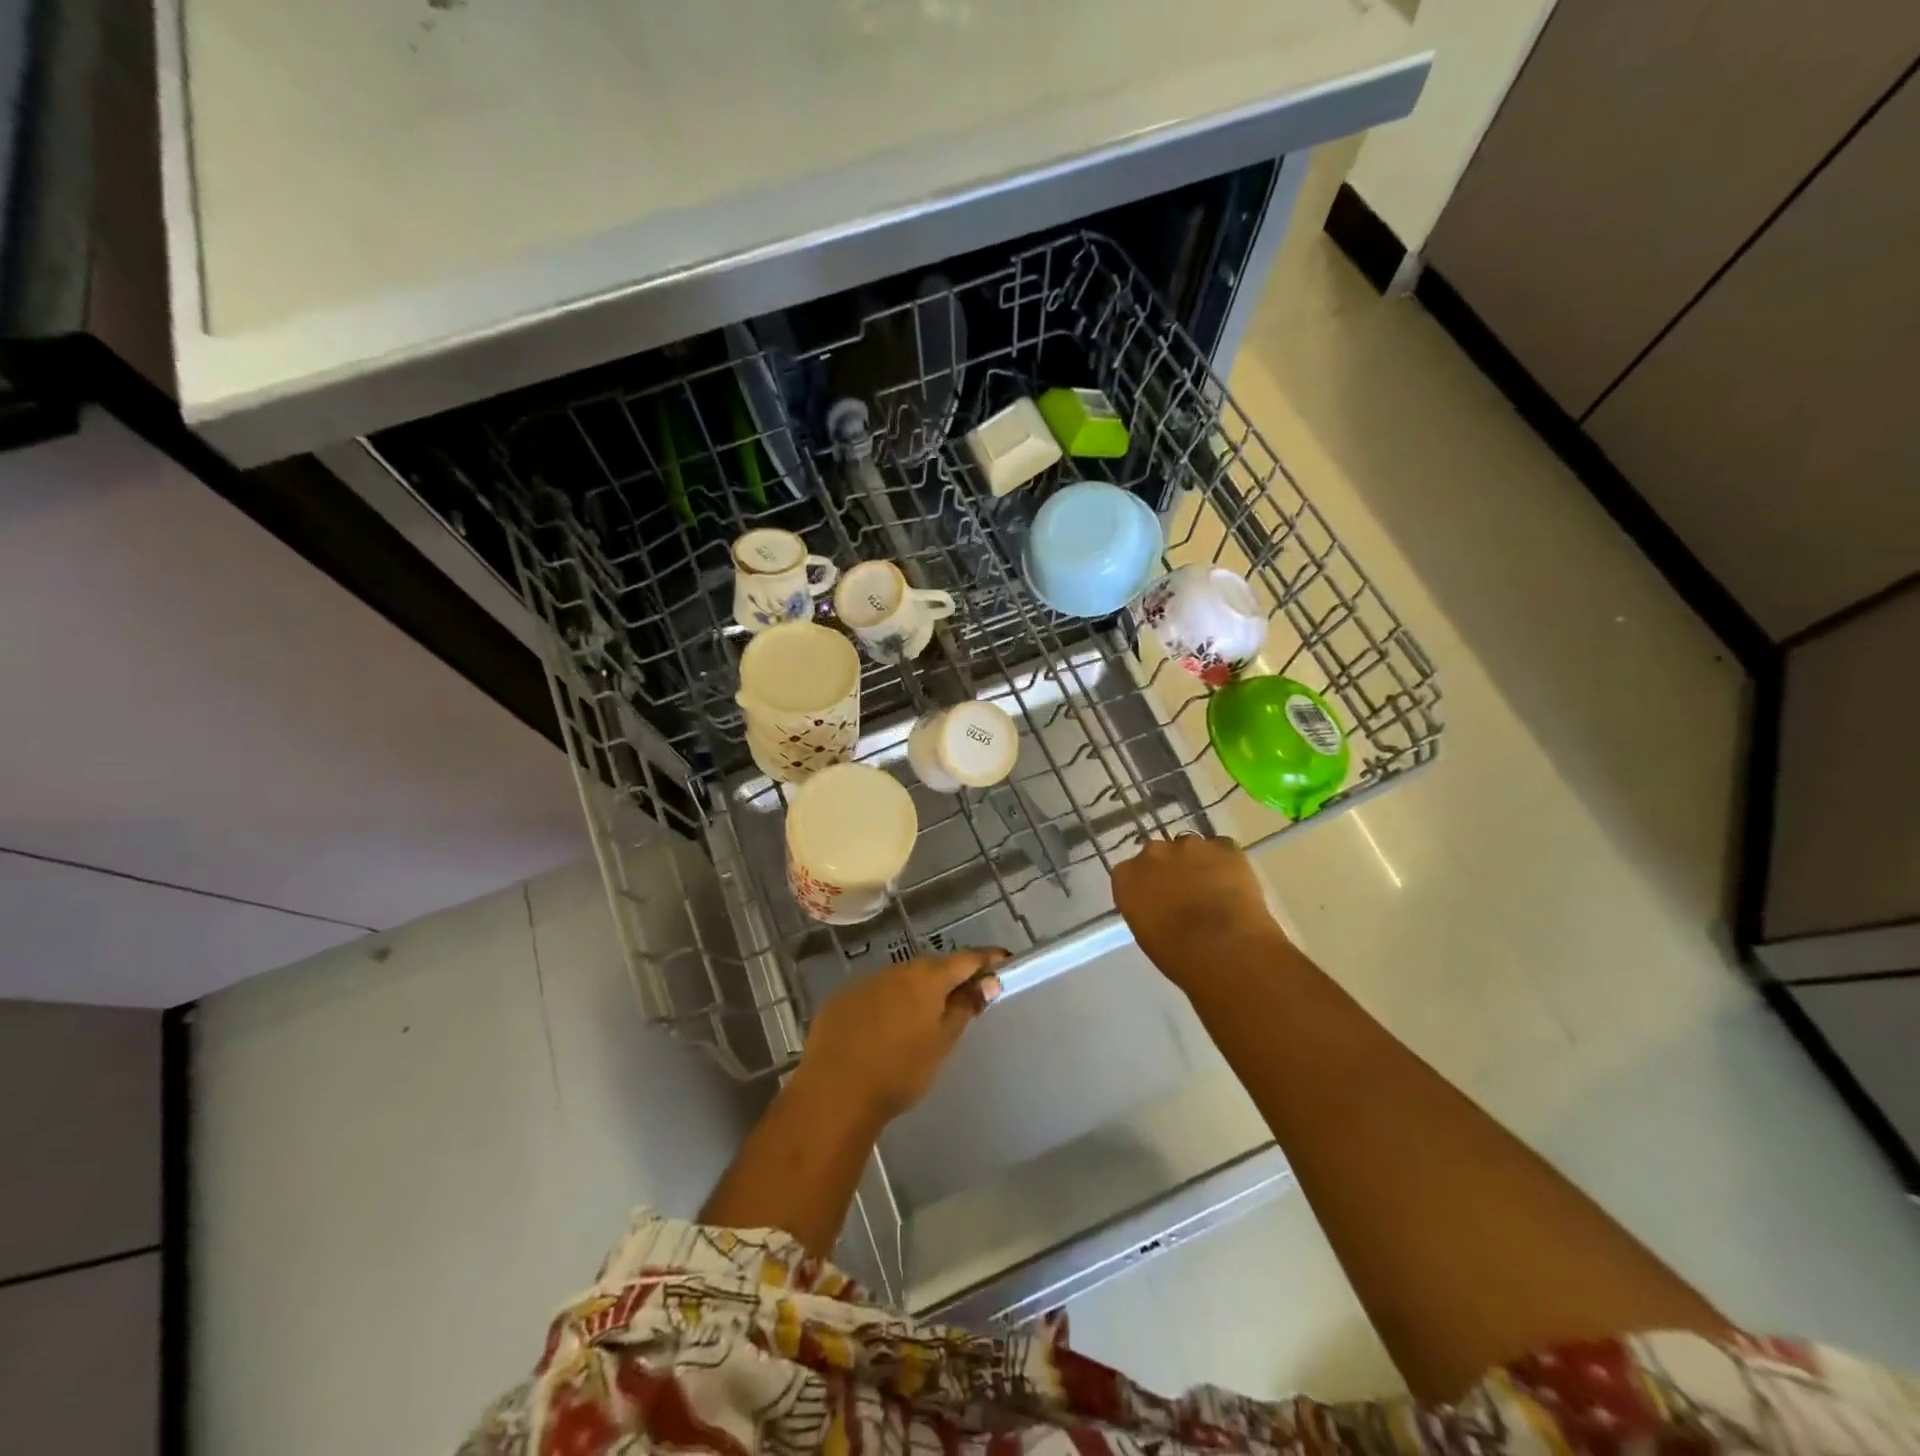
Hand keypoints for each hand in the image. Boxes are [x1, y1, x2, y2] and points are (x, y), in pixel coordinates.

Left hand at [793, 948, 1006, 1124]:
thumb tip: (987, 982)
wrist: (835, 1092)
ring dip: (915, 992)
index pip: (966, 959)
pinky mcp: (841, 998)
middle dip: (949, 978)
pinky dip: (886, 1004)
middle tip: (963, 998)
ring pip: (901, 980)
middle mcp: (896, 970)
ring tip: (921, 1020)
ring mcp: (865, 981)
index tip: (1003, 961)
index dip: (986, 960)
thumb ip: (965, 1008)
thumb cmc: (899, 1071)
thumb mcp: (942, 1043)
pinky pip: (874, 994)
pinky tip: (883, 1030)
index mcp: (927, 978)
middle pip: (932, 967)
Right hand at [1112, 834, 1284, 989]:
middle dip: (1171, 870)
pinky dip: (1227, 864)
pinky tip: (1235, 886)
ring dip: (1199, 865)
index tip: (1159, 902)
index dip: (1147, 886)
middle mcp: (1153, 852)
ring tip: (1216, 892)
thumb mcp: (1146, 933)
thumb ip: (1146, 908)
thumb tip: (1160, 905)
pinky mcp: (1225, 846)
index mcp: (1126, 876)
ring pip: (1192, 849)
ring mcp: (1189, 845)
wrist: (1224, 948)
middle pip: (1160, 855)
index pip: (1131, 872)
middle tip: (1187, 895)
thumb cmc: (1178, 956)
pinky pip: (1223, 849)